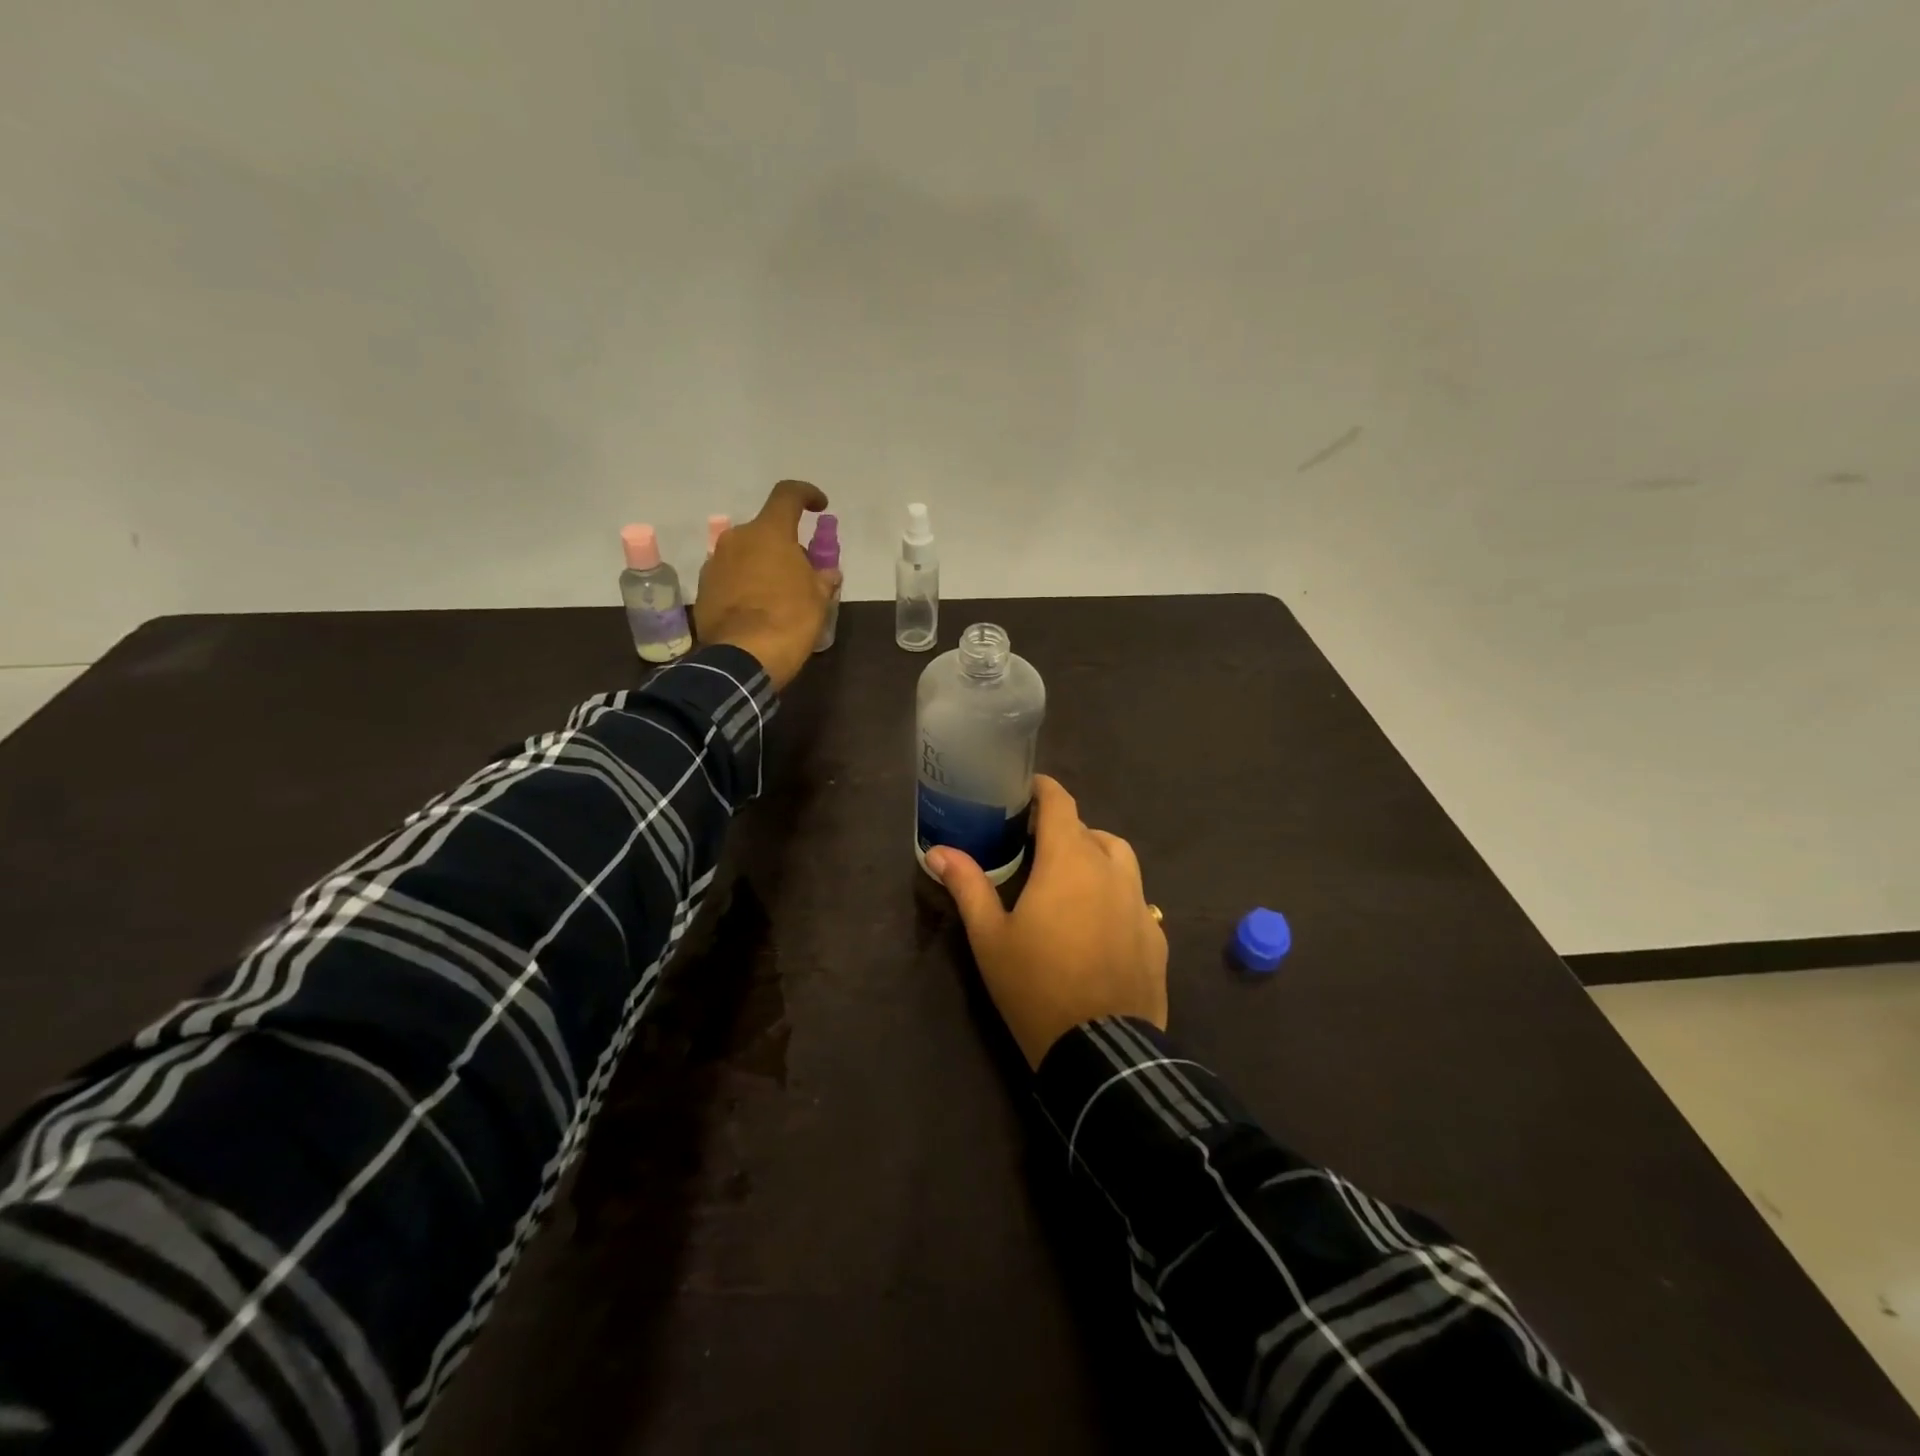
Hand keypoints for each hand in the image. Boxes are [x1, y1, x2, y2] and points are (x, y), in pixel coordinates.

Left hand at [695, 480, 841, 690]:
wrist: (742, 658)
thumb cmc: (789, 620)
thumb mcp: (818, 600)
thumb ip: (822, 578)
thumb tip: (826, 573)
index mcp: (769, 532)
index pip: (788, 495)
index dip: (806, 494)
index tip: (819, 507)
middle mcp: (737, 538)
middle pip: (765, 530)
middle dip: (784, 545)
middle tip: (802, 572)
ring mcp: (715, 563)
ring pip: (745, 554)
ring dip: (762, 566)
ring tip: (779, 595)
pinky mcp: (703, 589)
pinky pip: (730, 576)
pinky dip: (745, 585)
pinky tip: (757, 610)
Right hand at [927, 775, 1168, 1068]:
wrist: (1101, 1050)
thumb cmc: (1035, 985)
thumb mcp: (990, 937)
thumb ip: (968, 886)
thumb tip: (938, 851)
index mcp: (1069, 861)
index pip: (1061, 803)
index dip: (1043, 789)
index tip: (1024, 789)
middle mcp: (1111, 870)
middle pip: (1088, 829)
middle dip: (1061, 829)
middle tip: (1032, 846)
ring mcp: (1139, 901)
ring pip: (1118, 858)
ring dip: (1093, 855)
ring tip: (1069, 878)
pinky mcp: (1155, 933)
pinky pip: (1134, 896)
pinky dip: (1114, 892)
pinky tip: (1097, 922)